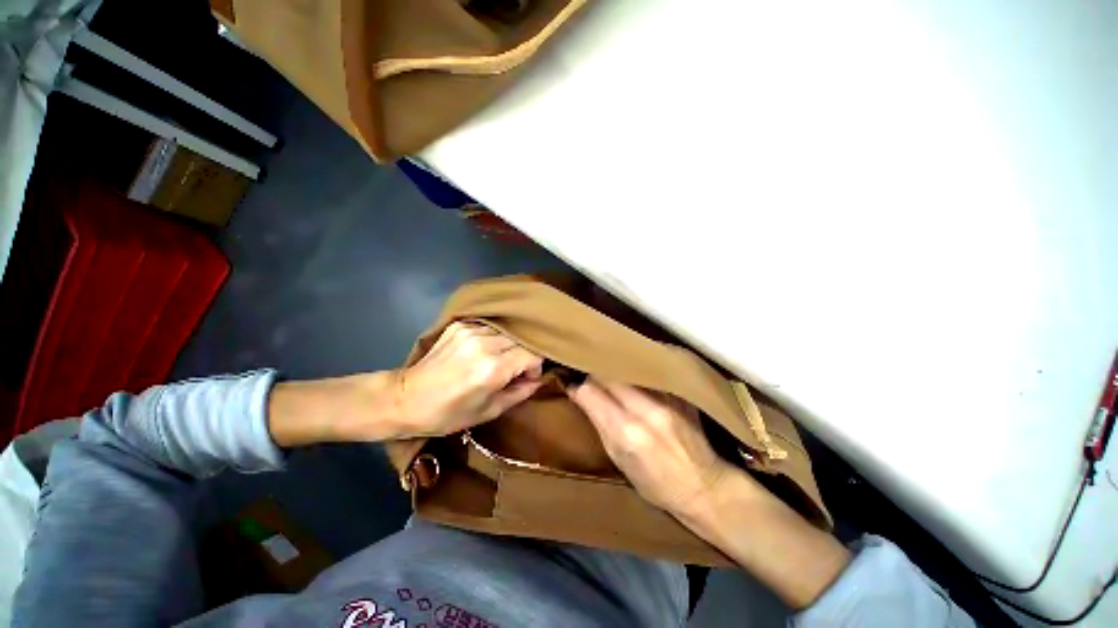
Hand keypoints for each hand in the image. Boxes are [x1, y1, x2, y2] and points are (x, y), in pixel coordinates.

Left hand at [267, 323, 543, 446]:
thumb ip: (520, 392)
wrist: (405, 399)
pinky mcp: (459, 325)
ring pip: (507, 331)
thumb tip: (538, 380)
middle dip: (525, 355)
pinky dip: (494, 338)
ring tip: (499, 360)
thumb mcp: (489, 411)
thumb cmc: (448, 414)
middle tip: (514, 370)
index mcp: (493, 368)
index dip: (535, 367)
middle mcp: (485, 343)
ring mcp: (470, 330)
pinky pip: (489, 327)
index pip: (533, 354)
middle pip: (522, 340)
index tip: (526, 378)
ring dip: (510, 345)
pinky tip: (483, 351)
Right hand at [567, 378, 733, 517]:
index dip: (579, 387)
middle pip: (609, 373)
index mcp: (627, 432)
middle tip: (590, 378)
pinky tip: (632, 377)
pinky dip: (634, 373)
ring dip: (614, 370)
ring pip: (628, 367)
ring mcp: (667, 396)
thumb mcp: (618, 459)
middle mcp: (647, 408)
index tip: (573, 386)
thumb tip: (578, 393)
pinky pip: (647, 371)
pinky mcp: (680, 391)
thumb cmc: (655, 483)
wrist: (706, 487)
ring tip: (609, 376)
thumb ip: (598, 422)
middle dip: (595, 373)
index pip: (591, 391)